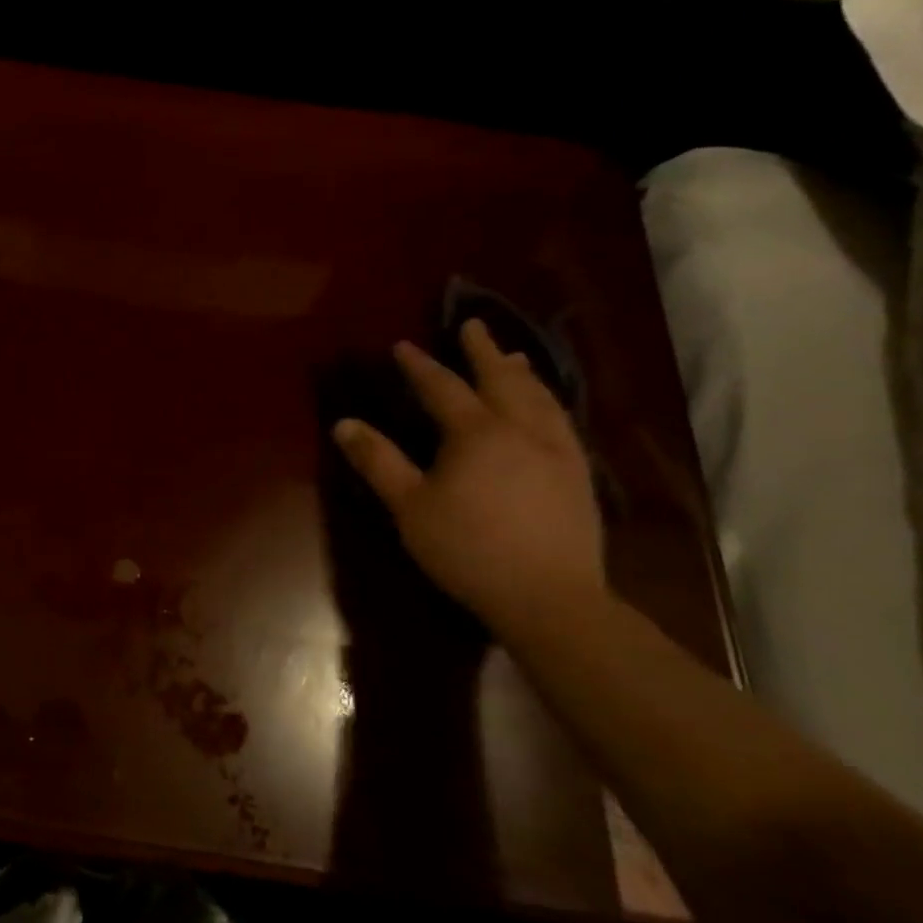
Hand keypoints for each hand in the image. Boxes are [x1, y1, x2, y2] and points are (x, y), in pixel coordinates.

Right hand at [333, 319, 605, 632]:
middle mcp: (521, 429)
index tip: (403, 345)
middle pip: (501, 379)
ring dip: (522, 372)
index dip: (420, 365)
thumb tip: (344, 423)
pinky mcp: (578, 475)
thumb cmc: (468, 549)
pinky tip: (547, 408)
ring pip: (539, 397)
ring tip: (514, 356)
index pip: (442, 387)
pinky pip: (563, 422)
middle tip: (474, 326)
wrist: (549, 597)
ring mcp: (557, 451)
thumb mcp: (409, 506)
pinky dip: (549, 401)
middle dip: (483, 351)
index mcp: (476, 433)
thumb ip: (378, 461)